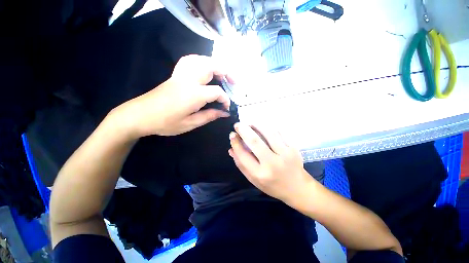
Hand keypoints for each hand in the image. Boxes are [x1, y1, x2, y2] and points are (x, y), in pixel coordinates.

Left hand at [113, 55, 232, 136]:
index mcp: (194, 95)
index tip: (227, 108)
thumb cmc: (165, 123)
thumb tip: (225, 113)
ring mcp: (180, 75)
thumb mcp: (190, 123)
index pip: (217, 92)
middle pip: (211, 66)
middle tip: (233, 82)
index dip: (225, 99)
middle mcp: (188, 80)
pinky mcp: (175, 75)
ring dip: (215, 64)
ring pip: (201, 60)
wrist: (139, 115)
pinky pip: (190, 61)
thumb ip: (210, 116)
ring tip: (222, 74)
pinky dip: (201, 62)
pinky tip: (205, 69)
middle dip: (226, 72)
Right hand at [228, 123, 312, 202]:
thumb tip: (231, 149)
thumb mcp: (254, 180)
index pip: (243, 154)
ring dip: (256, 125)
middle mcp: (272, 163)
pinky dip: (268, 127)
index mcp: (260, 174)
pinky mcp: (293, 148)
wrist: (298, 188)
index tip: (232, 135)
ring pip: (268, 132)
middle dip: (244, 129)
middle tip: (238, 125)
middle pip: (255, 141)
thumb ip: (241, 165)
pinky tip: (263, 127)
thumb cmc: (272, 185)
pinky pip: (278, 132)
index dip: (235, 142)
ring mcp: (285, 154)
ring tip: (250, 123)